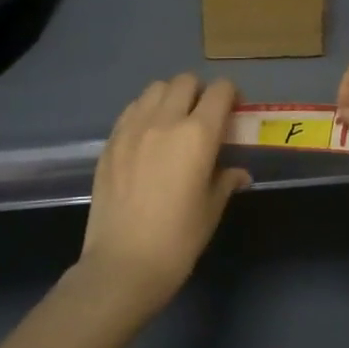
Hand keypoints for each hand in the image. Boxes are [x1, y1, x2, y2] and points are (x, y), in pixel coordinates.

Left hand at [78, 74, 249, 312]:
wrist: (122, 265)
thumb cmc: (178, 240)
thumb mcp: (211, 210)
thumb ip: (225, 180)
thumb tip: (238, 172)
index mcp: (198, 135)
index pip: (220, 90)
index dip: (231, 96)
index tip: (234, 113)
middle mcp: (165, 120)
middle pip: (185, 81)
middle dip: (200, 92)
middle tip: (204, 117)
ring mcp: (133, 128)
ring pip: (156, 88)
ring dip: (171, 97)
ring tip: (174, 122)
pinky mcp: (110, 141)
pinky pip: (132, 109)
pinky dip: (146, 111)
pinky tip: (148, 136)